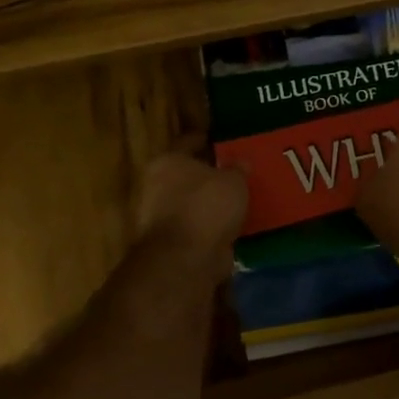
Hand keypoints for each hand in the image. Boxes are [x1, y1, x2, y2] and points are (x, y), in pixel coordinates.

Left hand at [135, 146, 247, 269]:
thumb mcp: (233, 180)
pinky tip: (232, 224)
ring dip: (210, 203)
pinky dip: (211, 226)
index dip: (206, 140)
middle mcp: (156, 186)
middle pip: (187, 174)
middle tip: (235, 172)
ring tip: (238, 200)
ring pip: (191, 202)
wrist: (186, 258)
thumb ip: (237, 169)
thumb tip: (241, 163)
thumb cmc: (207, 206)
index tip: (222, 141)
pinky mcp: (171, 243)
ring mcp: (160, 217)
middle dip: (208, 174)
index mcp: (167, 161)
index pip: (188, 142)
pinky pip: (197, 227)